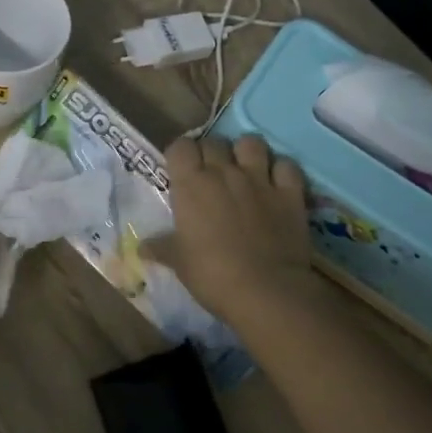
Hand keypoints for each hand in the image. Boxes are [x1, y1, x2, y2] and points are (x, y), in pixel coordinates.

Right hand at [149, 135, 313, 324]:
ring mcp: (260, 179)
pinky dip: (281, 170)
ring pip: (251, 143)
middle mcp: (225, 172)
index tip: (181, 170)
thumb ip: (161, 248)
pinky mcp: (290, 193)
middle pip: (214, 142)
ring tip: (244, 170)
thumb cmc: (212, 275)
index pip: (181, 146)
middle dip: (211, 153)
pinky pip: (287, 165)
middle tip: (210, 175)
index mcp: (192, 184)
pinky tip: (277, 183)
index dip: (181, 155)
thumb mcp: (179, 262)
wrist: (266, 291)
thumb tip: (141, 248)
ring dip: (246, 152)